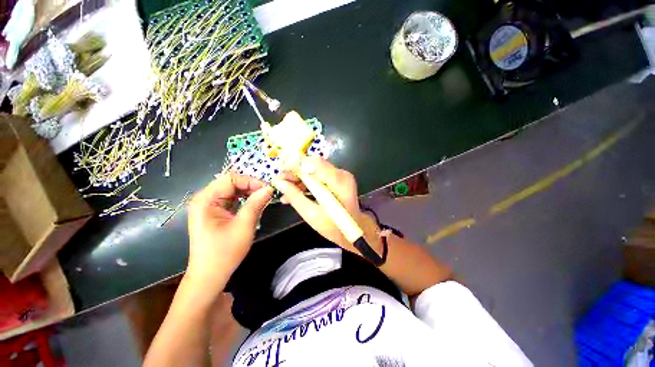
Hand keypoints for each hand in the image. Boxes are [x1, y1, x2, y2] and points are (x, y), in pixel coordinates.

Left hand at [186, 173, 273, 289]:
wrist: (210, 275)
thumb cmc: (225, 252)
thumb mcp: (244, 225)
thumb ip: (257, 203)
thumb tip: (269, 188)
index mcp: (206, 200)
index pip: (231, 178)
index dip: (251, 181)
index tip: (267, 189)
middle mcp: (204, 199)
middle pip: (231, 183)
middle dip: (251, 186)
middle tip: (267, 195)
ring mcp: (208, 206)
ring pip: (232, 191)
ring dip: (249, 193)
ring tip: (263, 200)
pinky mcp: (214, 213)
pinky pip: (231, 200)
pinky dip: (244, 200)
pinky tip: (254, 205)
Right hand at [273, 157, 380, 253]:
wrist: (352, 229)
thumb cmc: (334, 227)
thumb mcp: (312, 215)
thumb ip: (296, 197)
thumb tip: (279, 183)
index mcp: (339, 182)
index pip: (316, 164)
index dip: (297, 163)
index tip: (281, 168)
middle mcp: (341, 174)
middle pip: (314, 165)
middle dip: (295, 171)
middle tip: (279, 180)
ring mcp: (340, 176)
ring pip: (314, 170)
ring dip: (298, 178)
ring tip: (284, 189)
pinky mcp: (336, 179)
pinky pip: (317, 176)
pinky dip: (305, 182)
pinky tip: (293, 191)